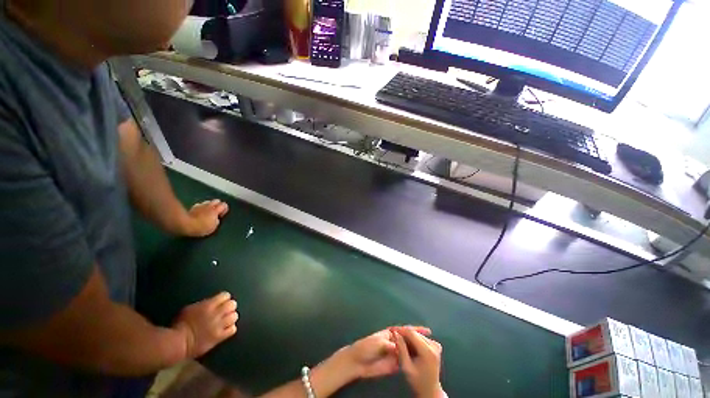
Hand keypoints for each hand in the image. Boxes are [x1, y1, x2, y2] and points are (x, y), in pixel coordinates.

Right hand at [172, 292, 237, 358]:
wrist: (178, 342)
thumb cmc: (180, 325)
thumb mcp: (190, 309)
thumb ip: (203, 305)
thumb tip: (210, 304)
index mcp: (209, 305)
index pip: (225, 295)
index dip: (224, 298)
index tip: (222, 302)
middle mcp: (216, 313)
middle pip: (232, 304)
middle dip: (230, 307)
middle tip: (225, 311)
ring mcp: (219, 325)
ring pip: (234, 316)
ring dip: (231, 318)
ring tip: (226, 320)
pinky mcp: (219, 337)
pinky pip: (232, 330)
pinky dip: (231, 329)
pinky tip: (226, 330)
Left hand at [181, 199, 228, 236]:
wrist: (185, 225)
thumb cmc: (201, 227)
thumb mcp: (213, 227)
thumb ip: (217, 220)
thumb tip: (216, 219)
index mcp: (215, 210)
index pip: (224, 205)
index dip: (224, 209)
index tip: (222, 215)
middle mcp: (208, 206)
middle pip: (216, 201)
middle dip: (217, 205)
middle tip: (216, 212)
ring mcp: (200, 205)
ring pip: (207, 202)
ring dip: (209, 205)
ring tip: (208, 211)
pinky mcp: (192, 207)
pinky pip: (199, 205)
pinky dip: (201, 207)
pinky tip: (199, 212)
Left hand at [307, 326, 430, 396]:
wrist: (358, 362)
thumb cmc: (366, 347)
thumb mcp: (378, 342)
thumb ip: (390, 344)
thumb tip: (401, 347)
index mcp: (390, 333)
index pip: (405, 330)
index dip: (416, 329)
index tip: (427, 330)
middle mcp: (394, 342)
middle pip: (408, 340)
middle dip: (418, 341)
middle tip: (431, 344)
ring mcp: (395, 353)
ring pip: (408, 351)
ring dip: (417, 352)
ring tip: (429, 354)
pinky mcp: (394, 364)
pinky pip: (405, 362)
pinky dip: (411, 362)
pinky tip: (420, 364)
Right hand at [394, 327, 444, 397]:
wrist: (431, 391)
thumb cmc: (417, 382)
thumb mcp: (406, 367)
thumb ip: (401, 349)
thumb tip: (396, 333)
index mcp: (428, 351)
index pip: (411, 333)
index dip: (401, 330)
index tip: (391, 330)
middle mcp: (434, 345)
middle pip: (415, 333)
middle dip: (403, 333)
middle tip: (394, 335)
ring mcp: (436, 345)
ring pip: (417, 334)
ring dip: (408, 336)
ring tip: (399, 340)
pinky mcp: (436, 346)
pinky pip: (421, 338)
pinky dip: (413, 340)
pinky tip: (407, 344)